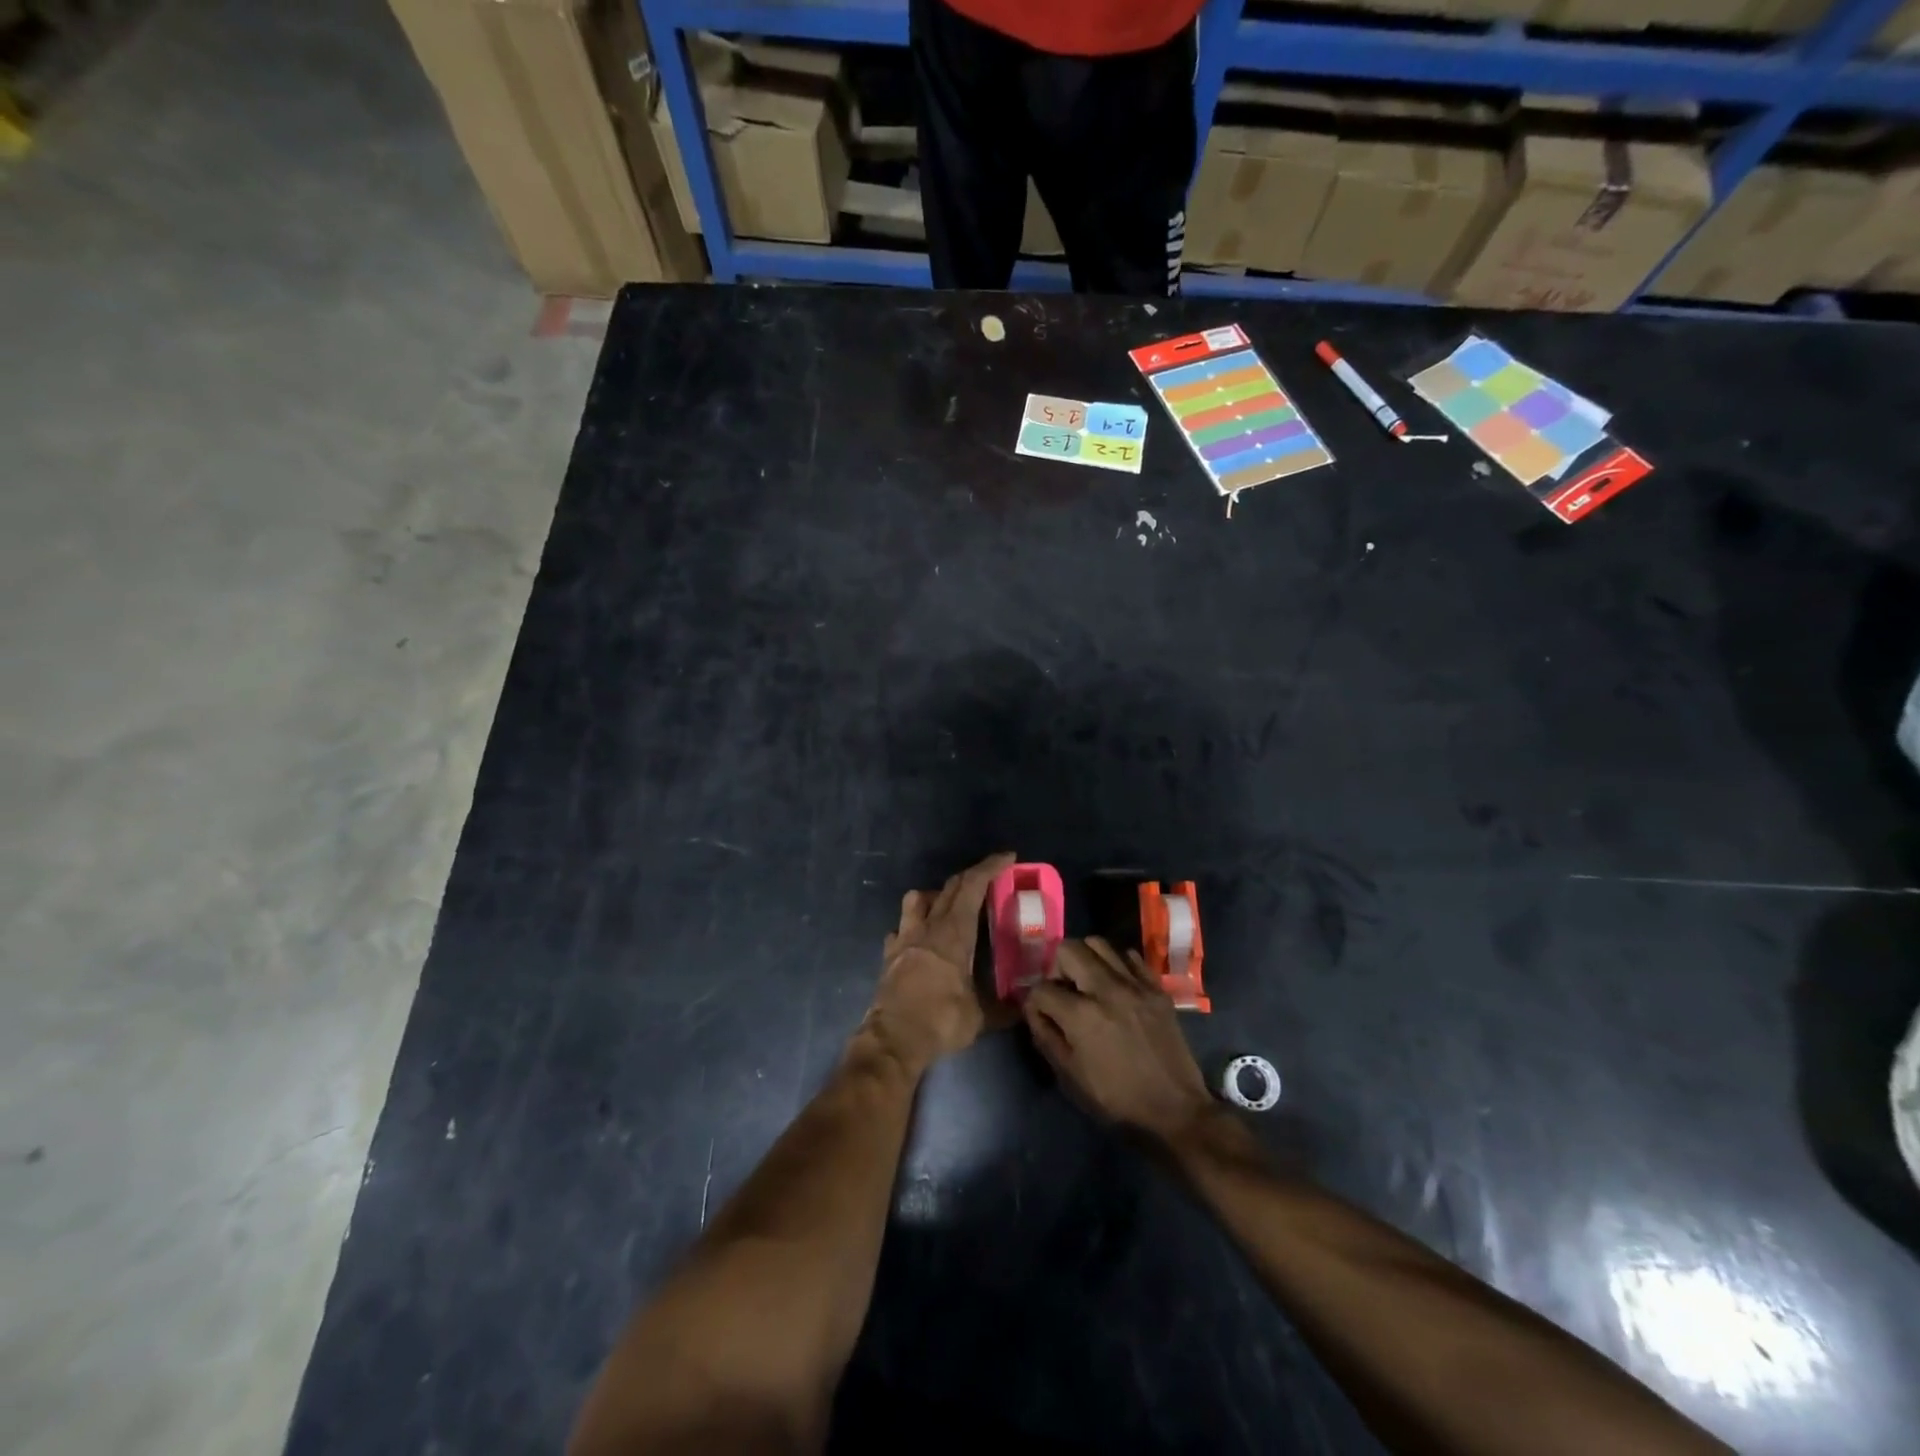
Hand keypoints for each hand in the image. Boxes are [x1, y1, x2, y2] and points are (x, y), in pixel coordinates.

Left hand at [864, 852, 1015, 1074]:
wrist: (892, 1040)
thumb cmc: (940, 1020)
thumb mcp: (981, 1017)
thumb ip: (1005, 1007)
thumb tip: (1026, 1004)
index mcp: (953, 933)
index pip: (972, 886)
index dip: (990, 867)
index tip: (1007, 857)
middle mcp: (927, 927)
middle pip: (948, 888)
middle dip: (971, 877)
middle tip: (989, 879)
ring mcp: (904, 938)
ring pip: (916, 899)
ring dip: (935, 895)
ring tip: (949, 907)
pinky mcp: (889, 955)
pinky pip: (901, 928)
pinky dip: (913, 926)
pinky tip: (921, 940)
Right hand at [1024, 937, 1213, 1144]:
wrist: (1175, 1110)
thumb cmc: (1116, 1099)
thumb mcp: (1070, 1076)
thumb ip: (1046, 1036)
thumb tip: (1032, 1009)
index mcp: (1081, 1015)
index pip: (1042, 988)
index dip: (1034, 1001)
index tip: (1040, 1013)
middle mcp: (1106, 989)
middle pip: (1069, 949)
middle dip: (1057, 967)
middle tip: (1063, 990)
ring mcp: (1135, 985)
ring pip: (1099, 943)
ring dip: (1086, 959)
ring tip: (1088, 982)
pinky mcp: (1156, 988)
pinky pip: (1129, 956)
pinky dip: (1116, 964)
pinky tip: (1116, 985)